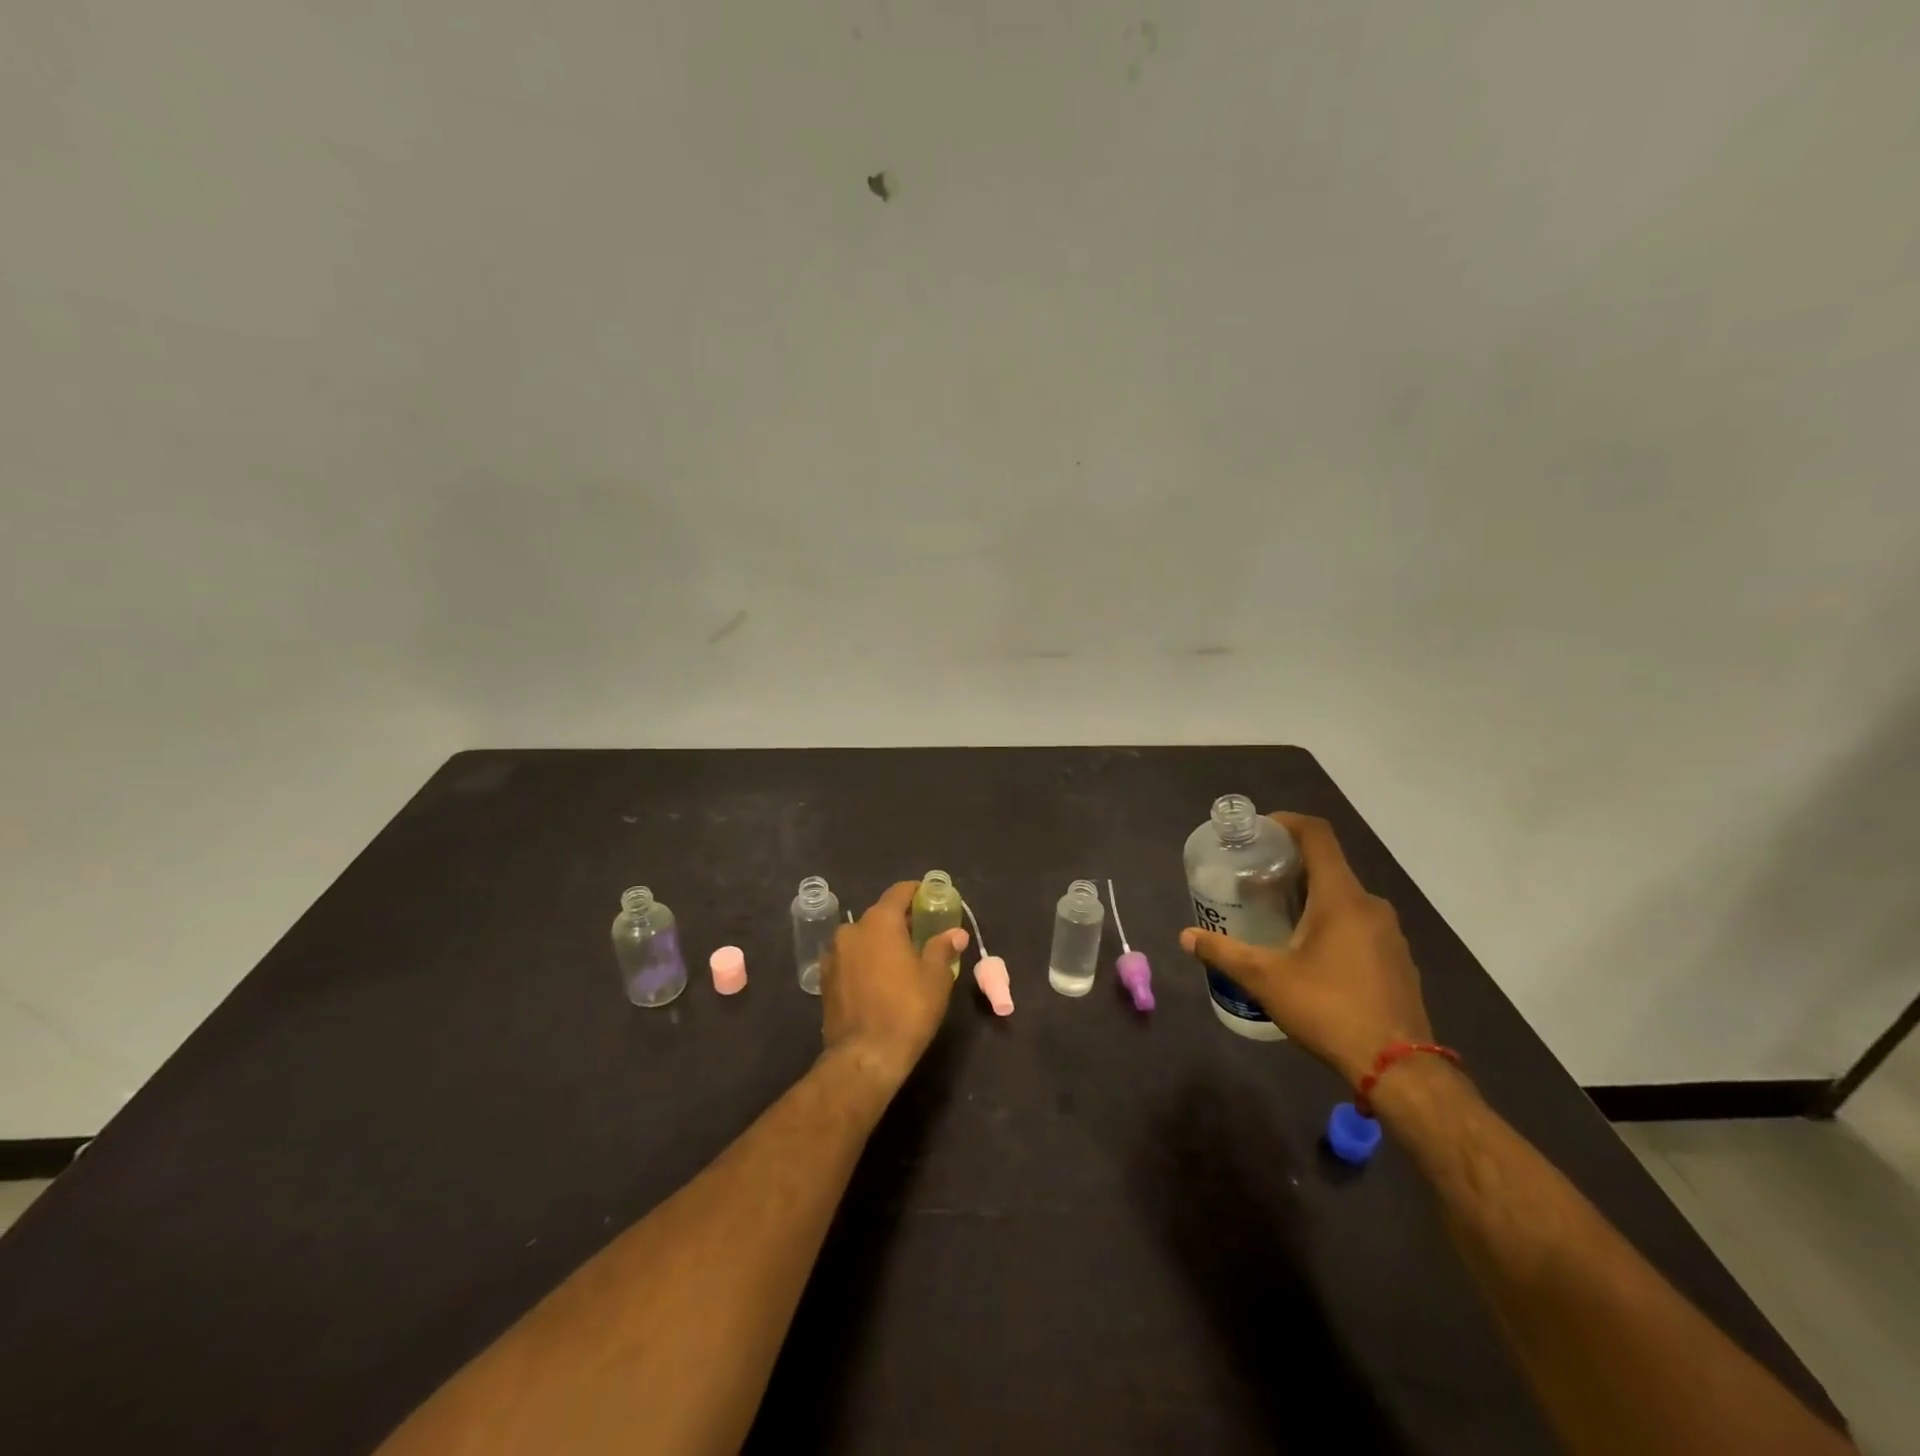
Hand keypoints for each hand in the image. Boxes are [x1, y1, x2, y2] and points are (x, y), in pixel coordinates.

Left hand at [818, 881, 967, 1091]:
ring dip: (881, 942)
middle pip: (880, 915)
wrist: (864, 1057)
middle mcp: (852, 930)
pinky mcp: (825, 979)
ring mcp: (834, 954)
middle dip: (902, 920)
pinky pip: (851, 958)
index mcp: (880, 922)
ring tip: (902, 960)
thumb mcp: (935, 978)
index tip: (932, 898)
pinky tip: (880, 979)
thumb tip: (955, 933)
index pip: (899, 892)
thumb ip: (942, 948)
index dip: (918, 892)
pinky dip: (865, 960)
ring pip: (863, 937)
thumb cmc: (907, 1010)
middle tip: (924, 934)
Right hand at [1180, 812, 1431, 1086]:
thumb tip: (1186, 937)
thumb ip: (1224, 952)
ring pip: (1345, 899)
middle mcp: (1371, 906)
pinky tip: (1310, 954)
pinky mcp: (1397, 960)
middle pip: (1329, 867)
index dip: (1288, 823)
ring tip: (1277, 917)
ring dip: (1312, 899)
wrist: (1398, 1068)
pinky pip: (1360, 925)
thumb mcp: (1266, 979)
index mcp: (1341, 897)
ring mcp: (1391, 934)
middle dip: (1291, 867)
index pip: (1318, 836)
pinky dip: (1333, 924)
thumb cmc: (1328, 1008)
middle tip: (1255, 880)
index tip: (1260, 831)